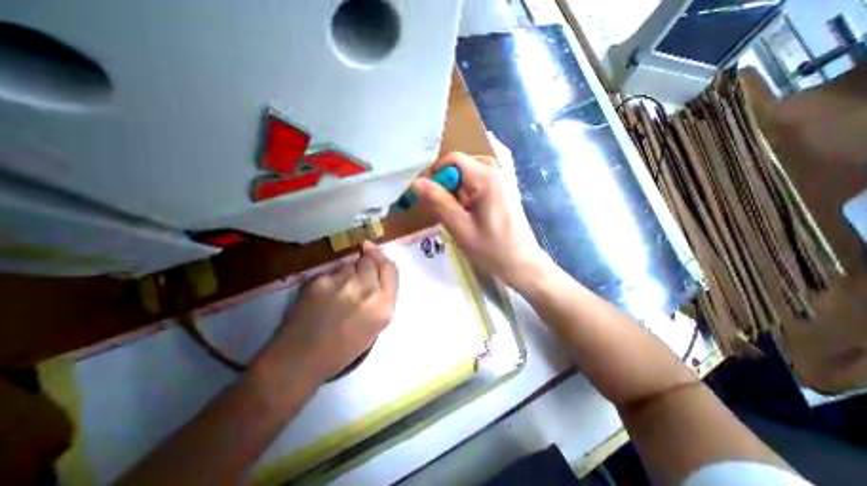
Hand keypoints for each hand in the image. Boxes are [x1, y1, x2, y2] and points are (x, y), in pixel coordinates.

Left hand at [255, 243, 395, 387]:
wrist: (301, 359)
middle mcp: (368, 291)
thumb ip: (381, 298)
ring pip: (348, 264)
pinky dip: (328, 279)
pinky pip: (330, 271)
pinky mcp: (321, 281)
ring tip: (336, 292)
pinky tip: (321, 296)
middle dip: (363, 264)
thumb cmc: (343, 348)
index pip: (390, 268)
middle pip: (370, 260)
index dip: (381, 257)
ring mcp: (344, 283)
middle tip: (354, 278)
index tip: (372, 250)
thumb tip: (375, 273)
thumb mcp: (375, 326)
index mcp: (384, 305)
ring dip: (345, 273)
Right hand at [411, 151, 546, 290]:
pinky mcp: (505, 190)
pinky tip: (467, 210)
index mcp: (487, 179)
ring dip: (456, 189)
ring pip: (470, 173)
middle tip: (440, 206)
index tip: (425, 194)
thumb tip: (417, 183)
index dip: (435, 173)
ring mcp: (504, 181)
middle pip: (462, 165)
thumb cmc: (492, 250)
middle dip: (446, 183)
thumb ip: (439, 202)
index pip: (454, 160)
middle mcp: (498, 172)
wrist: (522, 264)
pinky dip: (468, 192)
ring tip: (454, 210)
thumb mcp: (461, 228)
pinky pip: (480, 182)